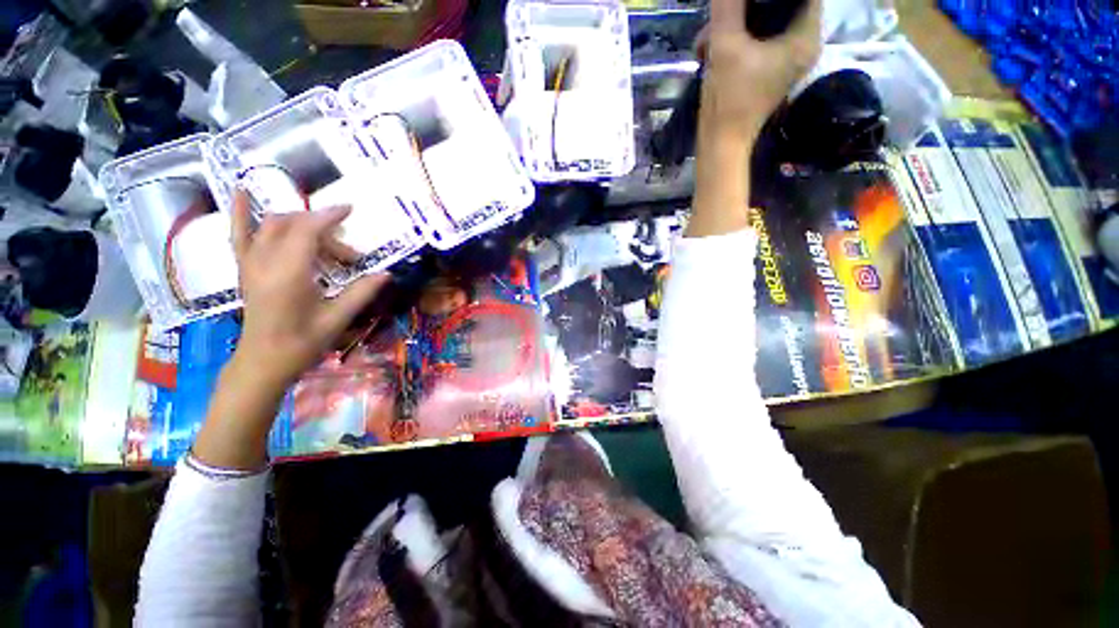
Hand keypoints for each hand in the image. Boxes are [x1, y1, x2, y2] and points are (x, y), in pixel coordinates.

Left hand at [230, 190, 386, 388]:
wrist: (264, 361)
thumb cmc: (302, 343)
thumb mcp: (337, 319)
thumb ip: (361, 293)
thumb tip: (386, 274)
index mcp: (289, 274)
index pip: (307, 230)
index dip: (329, 216)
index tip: (350, 210)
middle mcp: (264, 262)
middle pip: (292, 225)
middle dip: (322, 229)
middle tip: (347, 254)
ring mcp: (250, 264)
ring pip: (271, 225)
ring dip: (298, 222)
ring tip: (322, 236)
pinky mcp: (245, 269)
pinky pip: (239, 234)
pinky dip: (241, 212)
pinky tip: (241, 192)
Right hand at [687, 0, 820, 237]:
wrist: (720, 143)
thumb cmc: (729, 100)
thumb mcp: (725, 46)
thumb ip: (728, 7)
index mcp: (805, 37)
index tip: (744, 0)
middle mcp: (801, 45)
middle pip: (780, 5)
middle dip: (745, 8)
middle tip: (719, 16)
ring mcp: (784, 59)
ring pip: (763, 22)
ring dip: (732, 25)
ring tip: (706, 39)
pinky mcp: (767, 70)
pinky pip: (755, 41)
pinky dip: (733, 40)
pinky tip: (710, 49)